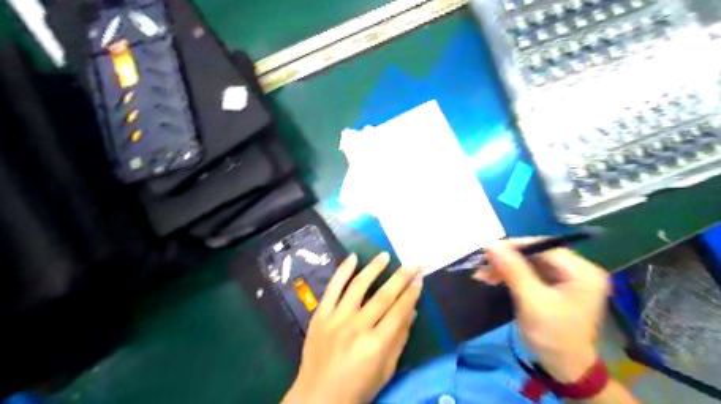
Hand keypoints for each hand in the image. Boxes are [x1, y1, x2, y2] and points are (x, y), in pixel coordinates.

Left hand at [285, 251, 423, 401]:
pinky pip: (333, 288)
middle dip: (400, 277)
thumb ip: (399, 339)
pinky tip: (353, 257)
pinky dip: (343, 271)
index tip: (420, 279)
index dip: (411, 294)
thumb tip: (411, 312)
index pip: (399, 311)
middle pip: (383, 296)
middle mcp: (357, 327)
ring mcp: (337, 318)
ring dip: (374, 268)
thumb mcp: (386, 370)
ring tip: (385, 255)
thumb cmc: (357, 389)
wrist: (318, 397)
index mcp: (376, 344)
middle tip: (412, 263)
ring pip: (359, 286)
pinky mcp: (321, 315)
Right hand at [478, 238, 609, 382]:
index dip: (516, 246)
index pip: (545, 247)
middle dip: (507, 259)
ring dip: (505, 268)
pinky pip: (529, 273)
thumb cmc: (553, 336)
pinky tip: (492, 278)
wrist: (564, 369)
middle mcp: (577, 270)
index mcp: (582, 272)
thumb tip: (491, 245)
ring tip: (482, 274)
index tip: (489, 250)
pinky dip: (510, 275)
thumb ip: (513, 270)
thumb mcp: (532, 302)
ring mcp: (566, 278)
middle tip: (482, 263)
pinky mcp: (554, 287)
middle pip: (536, 254)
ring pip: (529, 263)